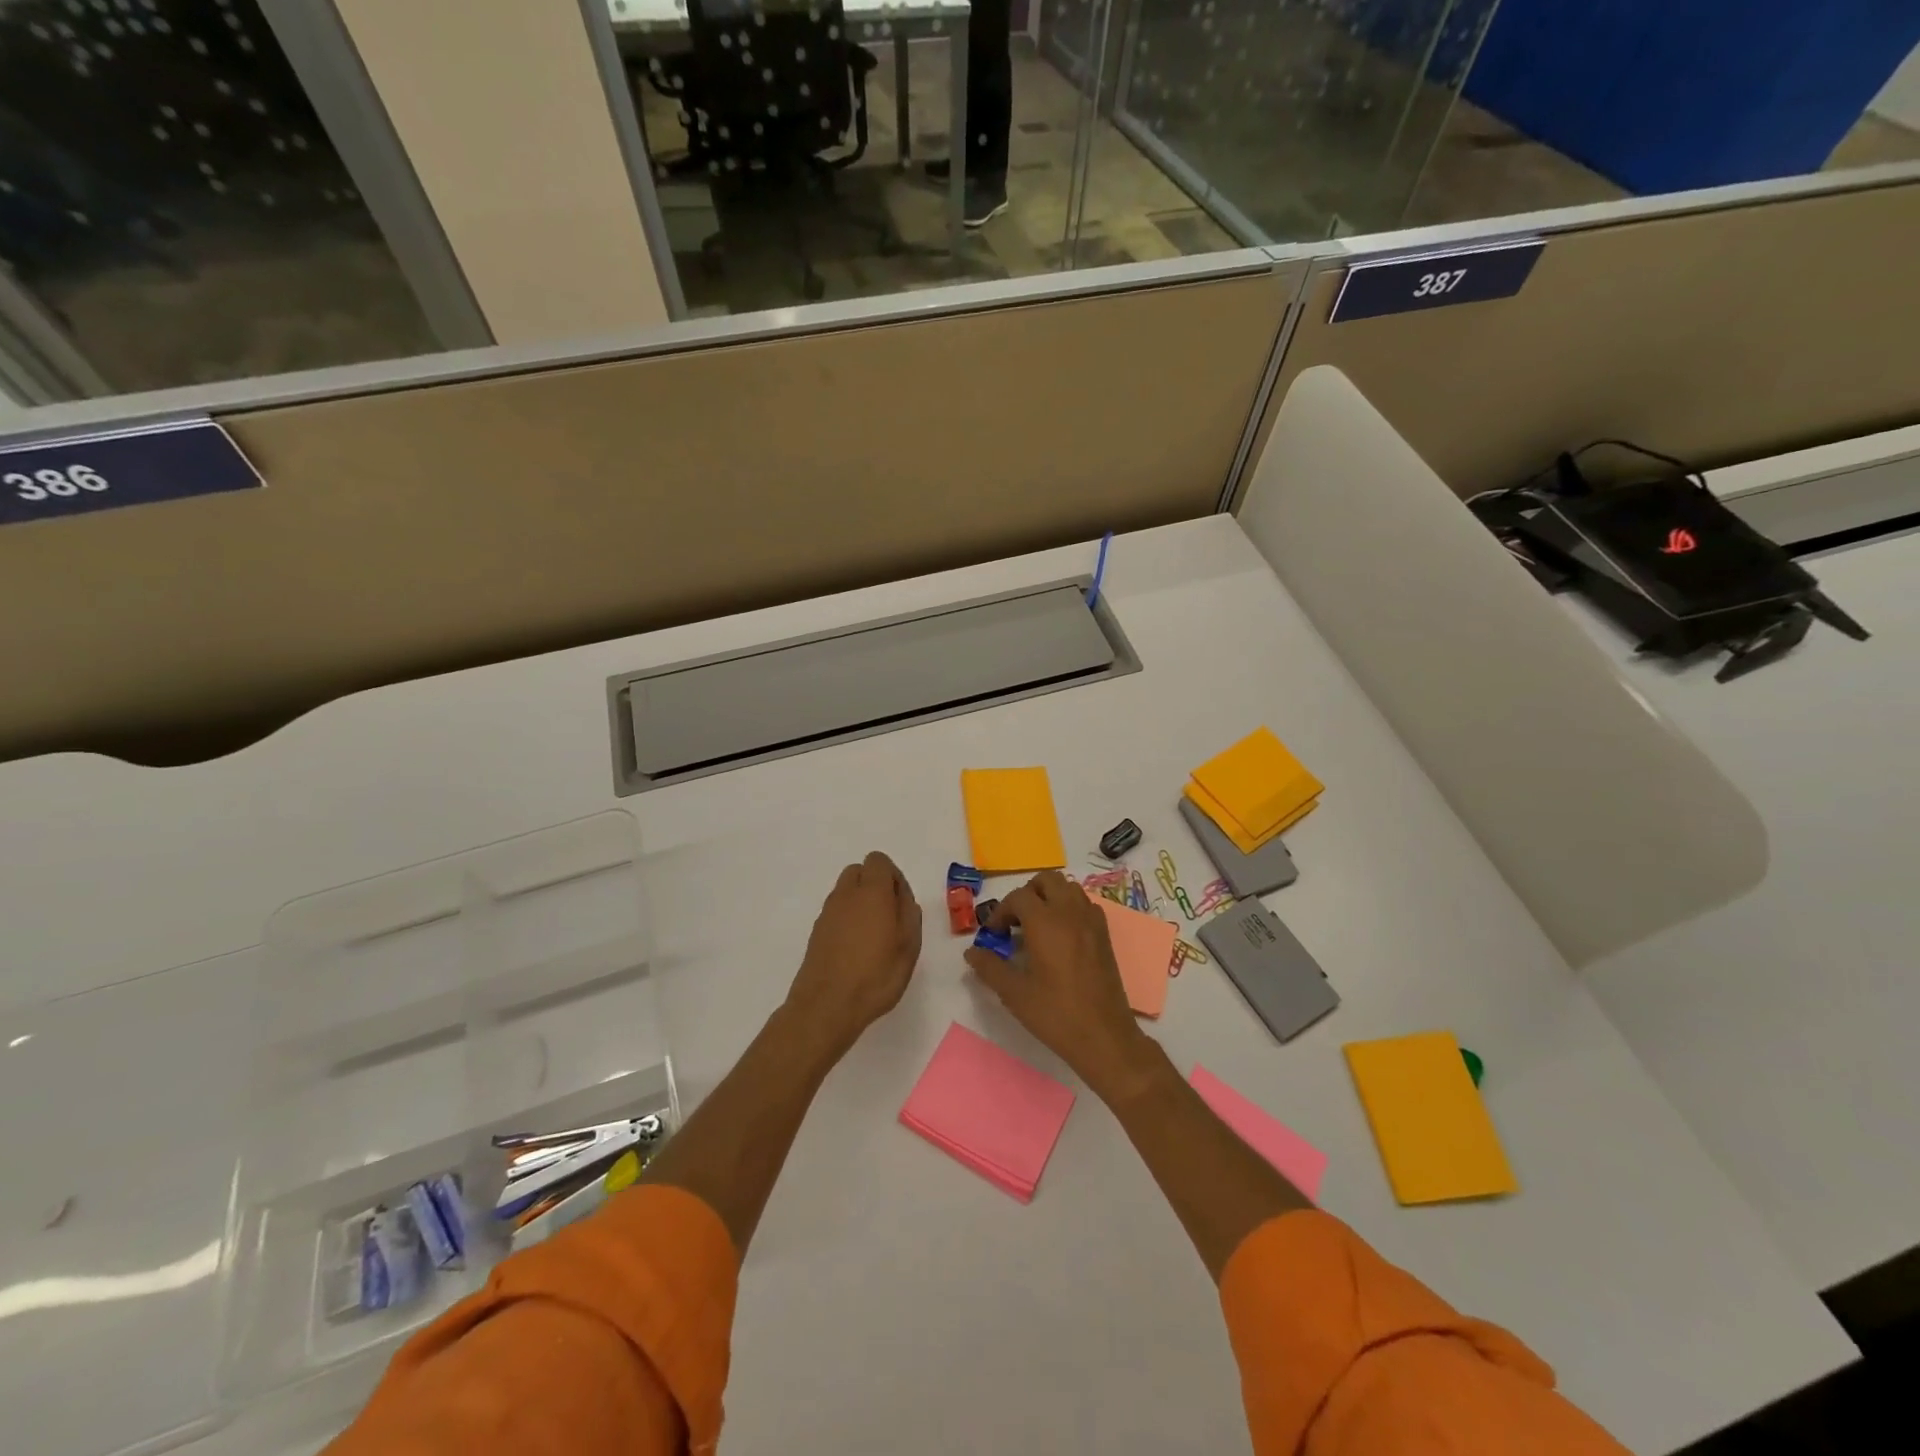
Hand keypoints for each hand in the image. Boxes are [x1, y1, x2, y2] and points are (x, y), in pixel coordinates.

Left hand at [784, 851, 922, 1058]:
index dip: (893, 876)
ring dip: (860, 903)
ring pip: (846, 892)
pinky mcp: (816, 932)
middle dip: (875, 885)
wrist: (827, 1006)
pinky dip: (847, 920)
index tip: (901, 903)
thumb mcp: (909, 945)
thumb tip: (902, 897)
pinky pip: (836, 913)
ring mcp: (827, 913)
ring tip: (874, 936)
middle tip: (889, 916)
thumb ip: (909, 913)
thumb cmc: (876, 975)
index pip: (878, 861)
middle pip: (859, 872)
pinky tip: (856, 949)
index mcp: (871, 891)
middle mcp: (845, 895)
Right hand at [964, 870, 1151, 1098]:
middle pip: (1047, 880)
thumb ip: (990, 967)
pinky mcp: (1105, 935)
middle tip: (1015, 923)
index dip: (1001, 912)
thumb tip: (972, 953)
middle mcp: (1070, 912)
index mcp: (1046, 922)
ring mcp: (1092, 922)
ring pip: (1069, 888)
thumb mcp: (1014, 993)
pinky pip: (1085, 905)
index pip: (1018, 897)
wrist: (1104, 1036)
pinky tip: (1061, 938)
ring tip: (1037, 927)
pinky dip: (1069, 909)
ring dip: (1050, 898)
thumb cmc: (1055, 1014)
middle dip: (1027, 894)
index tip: (994, 936)